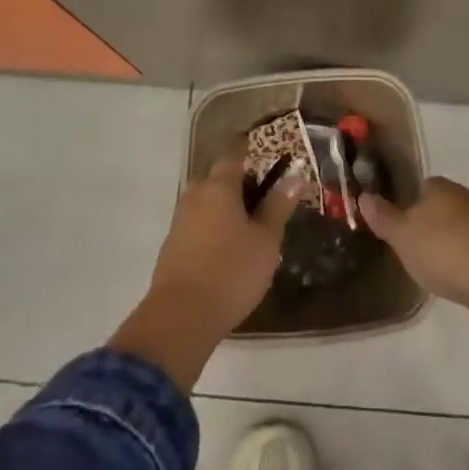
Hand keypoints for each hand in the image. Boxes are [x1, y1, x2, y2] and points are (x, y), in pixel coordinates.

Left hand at [145, 152, 304, 336]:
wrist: (180, 318)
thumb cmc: (231, 272)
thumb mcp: (266, 240)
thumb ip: (279, 206)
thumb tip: (295, 177)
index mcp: (219, 185)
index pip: (235, 153)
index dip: (252, 151)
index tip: (270, 157)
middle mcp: (196, 194)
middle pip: (220, 178)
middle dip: (241, 184)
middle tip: (266, 200)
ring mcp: (180, 219)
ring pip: (208, 201)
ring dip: (227, 208)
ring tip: (251, 228)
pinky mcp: (173, 244)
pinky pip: (198, 223)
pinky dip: (214, 227)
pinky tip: (228, 249)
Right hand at [358, 177, 468, 312]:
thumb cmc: (444, 250)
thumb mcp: (402, 235)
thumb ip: (383, 217)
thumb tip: (363, 196)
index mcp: (440, 187)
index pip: (421, 186)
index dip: (408, 203)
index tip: (398, 226)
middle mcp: (465, 198)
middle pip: (440, 207)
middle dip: (428, 225)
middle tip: (411, 249)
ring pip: (459, 229)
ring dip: (448, 245)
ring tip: (432, 268)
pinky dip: (464, 262)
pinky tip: (457, 280)